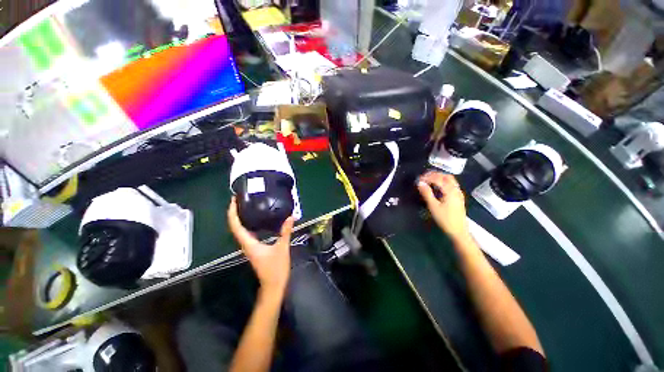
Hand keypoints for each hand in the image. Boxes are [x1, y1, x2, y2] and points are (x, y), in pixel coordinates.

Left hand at [228, 197, 293, 295]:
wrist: (273, 285)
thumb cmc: (276, 269)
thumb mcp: (282, 248)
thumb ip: (286, 232)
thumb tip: (291, 217)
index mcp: (249, 243)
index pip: (236, 226)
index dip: (233, 213)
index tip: (234, 200)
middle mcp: (246, 244)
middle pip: (235, 226)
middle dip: (235, 212)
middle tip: (240, 199)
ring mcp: (249, 247)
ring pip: (240, 230)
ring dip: (240, 218)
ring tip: (246, 206)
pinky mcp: (254, 248)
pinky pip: (247, 233)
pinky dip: (247, 224)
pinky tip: (256, 219)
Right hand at [417, 171, 470, 243]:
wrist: (458, 231)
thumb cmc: (445, 219)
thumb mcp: (433, 206)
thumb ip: (427, 193)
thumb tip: (420, 183)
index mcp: (450, 190)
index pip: (438, 178)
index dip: (427, 177)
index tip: (418, 179)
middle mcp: (456, 189)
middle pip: (445, 176)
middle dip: (434, 175)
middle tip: (423, 178)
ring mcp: (458, 193)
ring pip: (449, 180)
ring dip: (439, 177)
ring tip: (428, 181)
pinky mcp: (458, 197)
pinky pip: (451, 184)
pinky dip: (443, 182)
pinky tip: (437, 187)